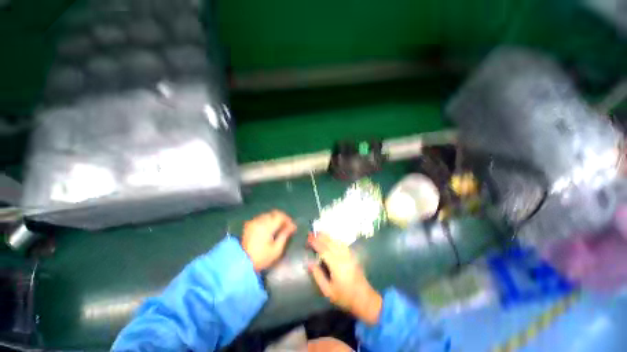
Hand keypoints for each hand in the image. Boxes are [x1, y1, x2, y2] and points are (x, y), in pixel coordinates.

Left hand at [242, 210, 296, 271]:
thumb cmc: (260, 258)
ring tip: (279, 227)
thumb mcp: (276, 249)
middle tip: (287, 226)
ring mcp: (253, 221)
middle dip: (282, 218)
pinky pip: (261, 218)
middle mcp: (260, 220)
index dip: (288, 219)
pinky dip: (268, 220)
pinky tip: (269, 228)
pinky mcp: (248, 225)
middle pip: (274, 213)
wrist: (239, 263)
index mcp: (267, 226)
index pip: (280, 216)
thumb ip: (285, 235)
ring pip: (268, 214)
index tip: (293, 227)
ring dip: (275, 218)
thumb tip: (292, 227)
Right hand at [308, 233, 382, 324]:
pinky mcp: (352, 255)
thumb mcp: (328, 291)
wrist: (364, 298)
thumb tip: (309, 263)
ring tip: (319, 232)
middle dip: (320, 236)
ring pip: (336, 241)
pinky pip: (342, 243)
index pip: (323, 250)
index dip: (315, 243)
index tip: (308, 238)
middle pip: (330, 243)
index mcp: (336, 265)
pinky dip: (335, 239)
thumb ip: (318, 276)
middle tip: (311, 233)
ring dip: (327, 235)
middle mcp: (343, 257)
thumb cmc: (344, 297)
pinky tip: (331, 238)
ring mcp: (348, 255)